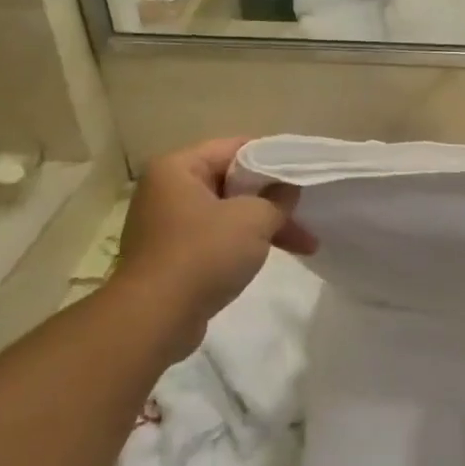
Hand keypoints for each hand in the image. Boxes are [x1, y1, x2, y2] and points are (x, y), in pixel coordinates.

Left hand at [115, 138, 317, 343]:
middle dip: (274, 200)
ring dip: (265, 225)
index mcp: (179, 167)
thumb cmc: (203, 254)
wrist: (155, 318)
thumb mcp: (253, 219)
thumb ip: (278, 199)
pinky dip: (244, 243)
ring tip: (305, 245)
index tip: (305, 174)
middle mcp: (168, 189)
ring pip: (228, 213)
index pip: (236, 147)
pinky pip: (216, 238)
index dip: (275, 159)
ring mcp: (167, 224)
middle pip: (233, 182)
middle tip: (308, 214)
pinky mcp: (172, 255)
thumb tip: (289, 189)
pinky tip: (269, 257)